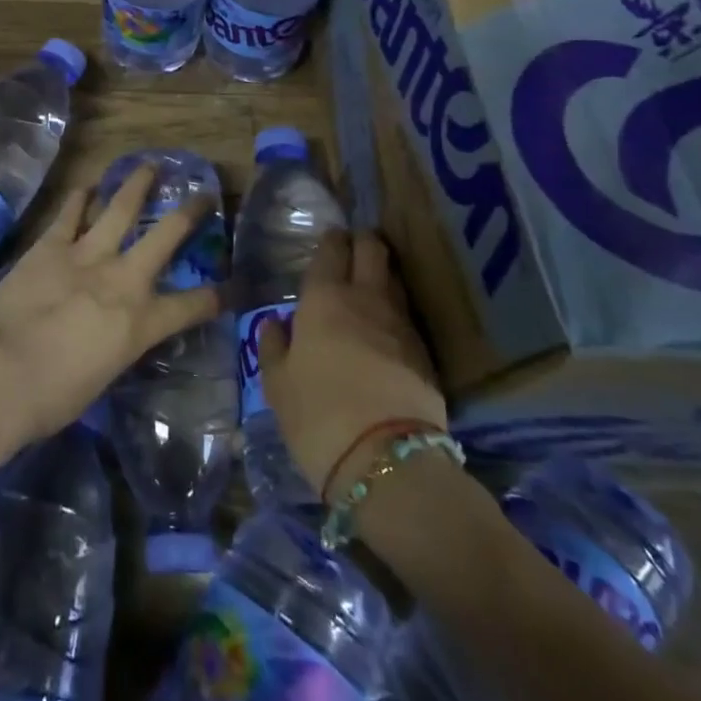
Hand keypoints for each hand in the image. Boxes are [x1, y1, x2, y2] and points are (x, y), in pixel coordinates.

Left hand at [0, 166, 220, 447]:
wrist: (1, 371)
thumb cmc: (53, 397)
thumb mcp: (103, 377)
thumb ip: (116, 347)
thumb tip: (111, 337)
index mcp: (141, 322)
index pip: (192, 306)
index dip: (217, 296)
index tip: (233, 286)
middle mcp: (123, 279)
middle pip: (166, 234)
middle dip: (190, 212)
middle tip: (203, 194)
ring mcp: (86, 255)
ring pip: (120, 207)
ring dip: (137, 184)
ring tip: (148, 165)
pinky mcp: (50, 245)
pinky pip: (70, 213)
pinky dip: (80, 198)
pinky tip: (86, 186)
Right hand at [256, 232, 447, 499]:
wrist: (386, 460)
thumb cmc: (317, 415)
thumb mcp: (277, 384)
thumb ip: (274, 346)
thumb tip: (276, 323)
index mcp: (324, 298)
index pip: (332, 249)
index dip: (331, 240)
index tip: (330, 240)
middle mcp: (366, 298)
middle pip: (373, 249)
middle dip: (364, 241)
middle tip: (354, 249)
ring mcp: (401, 323)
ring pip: (394, 278)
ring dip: (383, 274)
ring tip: (371, 284)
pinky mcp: (426, 352)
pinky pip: (407, 315)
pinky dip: (396, 311)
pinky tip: (387, 328)